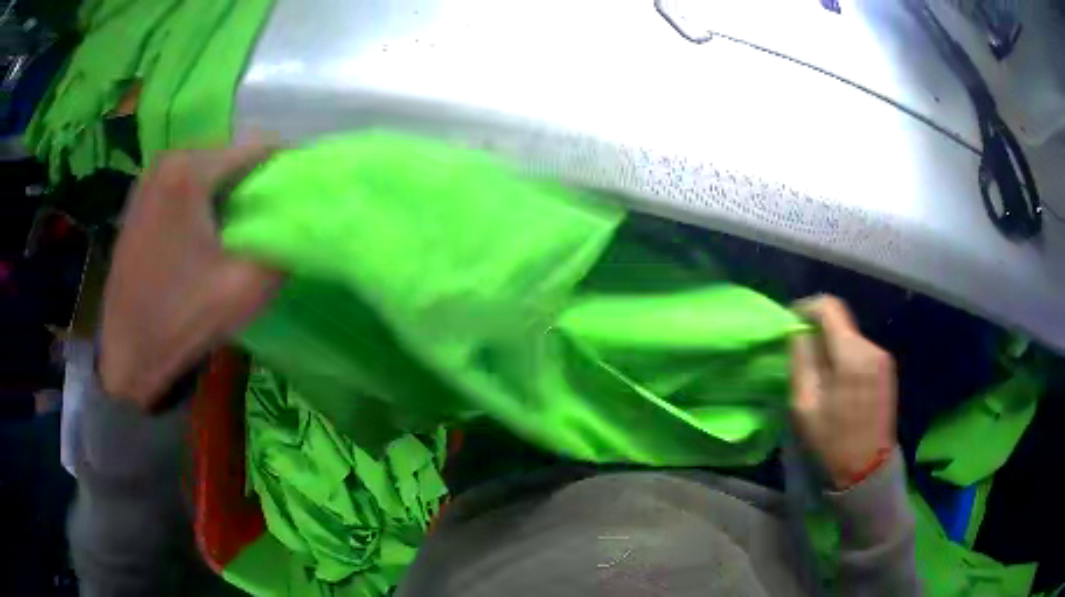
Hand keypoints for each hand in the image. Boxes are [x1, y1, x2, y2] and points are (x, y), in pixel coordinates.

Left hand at [99, 143, 282, 410]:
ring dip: (228, 194)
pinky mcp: (139, 200)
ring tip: (237, 232)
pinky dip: (202, 202)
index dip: (286, 171)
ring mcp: (148, 179)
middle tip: (267, 223)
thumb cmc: (182, 319)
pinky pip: (184, 186)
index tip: (297, 202)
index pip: (258, 148)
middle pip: (229, 157)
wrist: (127, 354)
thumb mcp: (245, 288)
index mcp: (190, 169)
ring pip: (207, 171)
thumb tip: (304, 223)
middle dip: (254, 184)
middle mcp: (167, 160)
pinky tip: (204, 237)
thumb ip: (284, 246)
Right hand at [790, 296, 896, 489]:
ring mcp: (882, 357)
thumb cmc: (831, 440)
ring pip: (849, 335)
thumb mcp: (804, 405)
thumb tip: (797, 330)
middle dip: (818, 330)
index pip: (829, 307)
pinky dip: (844, 356)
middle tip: (800, 354)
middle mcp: (871, 348)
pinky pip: (860, 350)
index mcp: (851, 355)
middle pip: (840, 321)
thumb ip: (800, 359)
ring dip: (831, 345)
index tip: (791, 324)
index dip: (806, 308)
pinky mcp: (886, 368)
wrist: (867, 469)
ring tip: (819, 373)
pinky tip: (837, 381)